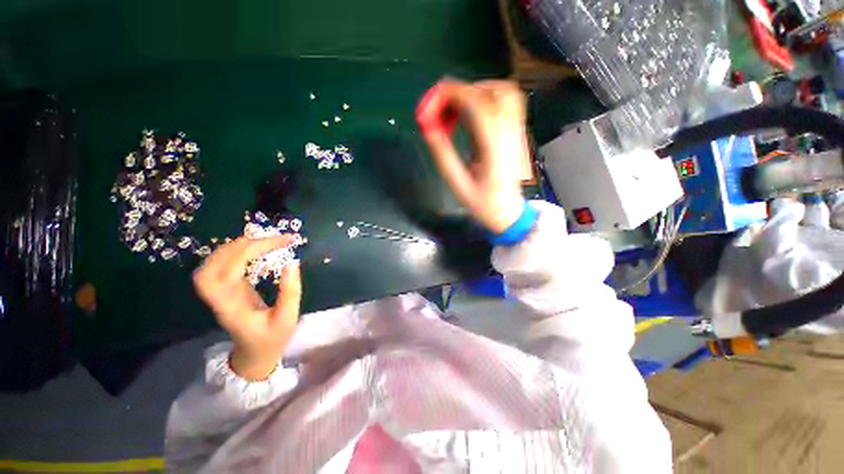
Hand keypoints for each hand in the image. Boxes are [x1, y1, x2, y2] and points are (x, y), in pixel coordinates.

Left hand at [193, 235, 301, 379]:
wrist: (256, 354)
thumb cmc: (273, 338)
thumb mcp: (287, 317)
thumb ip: (290, 291)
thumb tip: (291, 262)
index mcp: (231, 307)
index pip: (229, 272)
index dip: (250, 252)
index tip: (279, 243)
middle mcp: (219, 299)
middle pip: (212, 266)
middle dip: (239, 247)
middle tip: (269, 237)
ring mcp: (219, 294)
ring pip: (212, 265)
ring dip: (235, 247)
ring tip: (262, 239)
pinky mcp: (225, 291)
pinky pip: (221, 267)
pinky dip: (235, 253)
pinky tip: (252, 249)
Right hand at [417, 79, 527, 233]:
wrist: (508, 211)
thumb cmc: (483, 203)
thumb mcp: (458, 184)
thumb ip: (443, 155)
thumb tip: (428, 128)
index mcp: (494, 148)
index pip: (478, 105)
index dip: (452, 95)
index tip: (430, 103)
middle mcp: (509, 133)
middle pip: (491, 92)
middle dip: (460, 92)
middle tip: (439, 108)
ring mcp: (516, 130)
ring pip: (501, 91)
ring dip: (474, 91)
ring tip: (454, 109)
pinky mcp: (515, 131)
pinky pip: (504, 101)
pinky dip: (484, 97)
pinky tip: (469, 113)